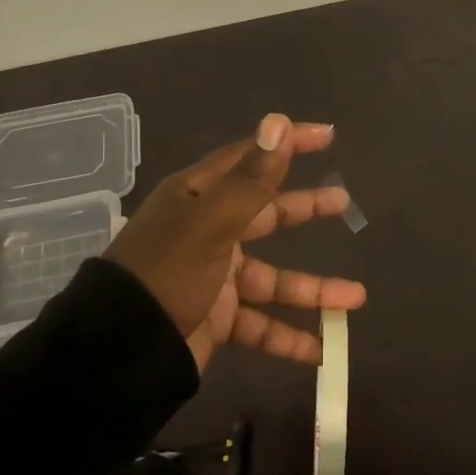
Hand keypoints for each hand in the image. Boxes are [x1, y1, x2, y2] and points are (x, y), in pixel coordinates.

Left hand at [105, 113, 366, 369]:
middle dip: (305, 211)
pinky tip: (320, 351)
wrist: (119, 353)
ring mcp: (213, 277)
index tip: (327, 136)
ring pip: (272, 279)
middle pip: (266, 215)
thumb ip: (252, 179)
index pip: (249, 159)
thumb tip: (279, 121)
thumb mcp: (212, 223)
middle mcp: (207, 231)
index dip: (287, 146)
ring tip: (356, 299)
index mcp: (199, 198)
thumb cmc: (167, 273)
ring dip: (312, 290)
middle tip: (343, 203)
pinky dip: (288, 337)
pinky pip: (260, 324)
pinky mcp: (216, 318)